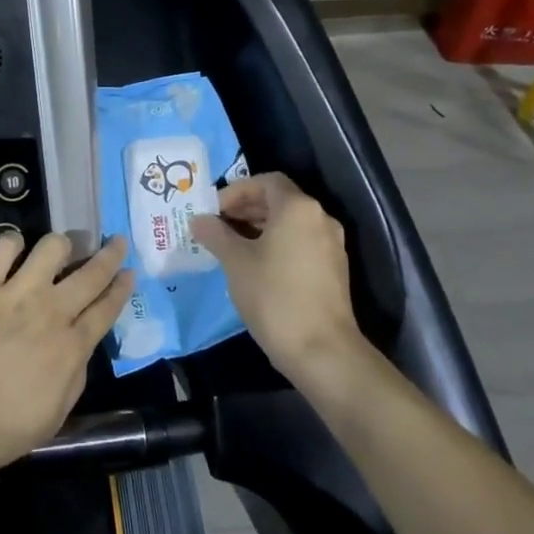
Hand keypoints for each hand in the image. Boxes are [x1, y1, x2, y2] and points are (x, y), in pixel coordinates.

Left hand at [0, 231, 132, 473]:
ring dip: (61, 245)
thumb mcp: (56, 415)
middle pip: (90, 273)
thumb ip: (75, 376)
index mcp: (71, 347)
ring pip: (51, 248)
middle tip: (116, 241)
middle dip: (109, 254)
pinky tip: (14, 247)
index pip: (106, 308)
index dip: (121, 287)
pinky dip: (12, 242)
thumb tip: (79, 348)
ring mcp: (16, 294)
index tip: (129, 272)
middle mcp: (51, 312)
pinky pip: (3, 247)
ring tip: (60, 248)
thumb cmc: (2, 429)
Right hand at [190, 173, 359, 380]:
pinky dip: (278, 244)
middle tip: (218, 227)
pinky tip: (256, 267)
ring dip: (260, 228)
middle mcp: (320, 218)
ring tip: (232, 247)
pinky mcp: (334, 270)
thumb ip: (216, 234)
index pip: (265, 181)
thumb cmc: (274, 297)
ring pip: (291, 223)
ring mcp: (331, 245)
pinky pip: (301, 243)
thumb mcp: (235, 262)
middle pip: (279, 200)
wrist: (323, 352)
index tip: (214, 211)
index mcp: (297, 208)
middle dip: (246, 209)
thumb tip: (199, 220)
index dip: (237, 191)